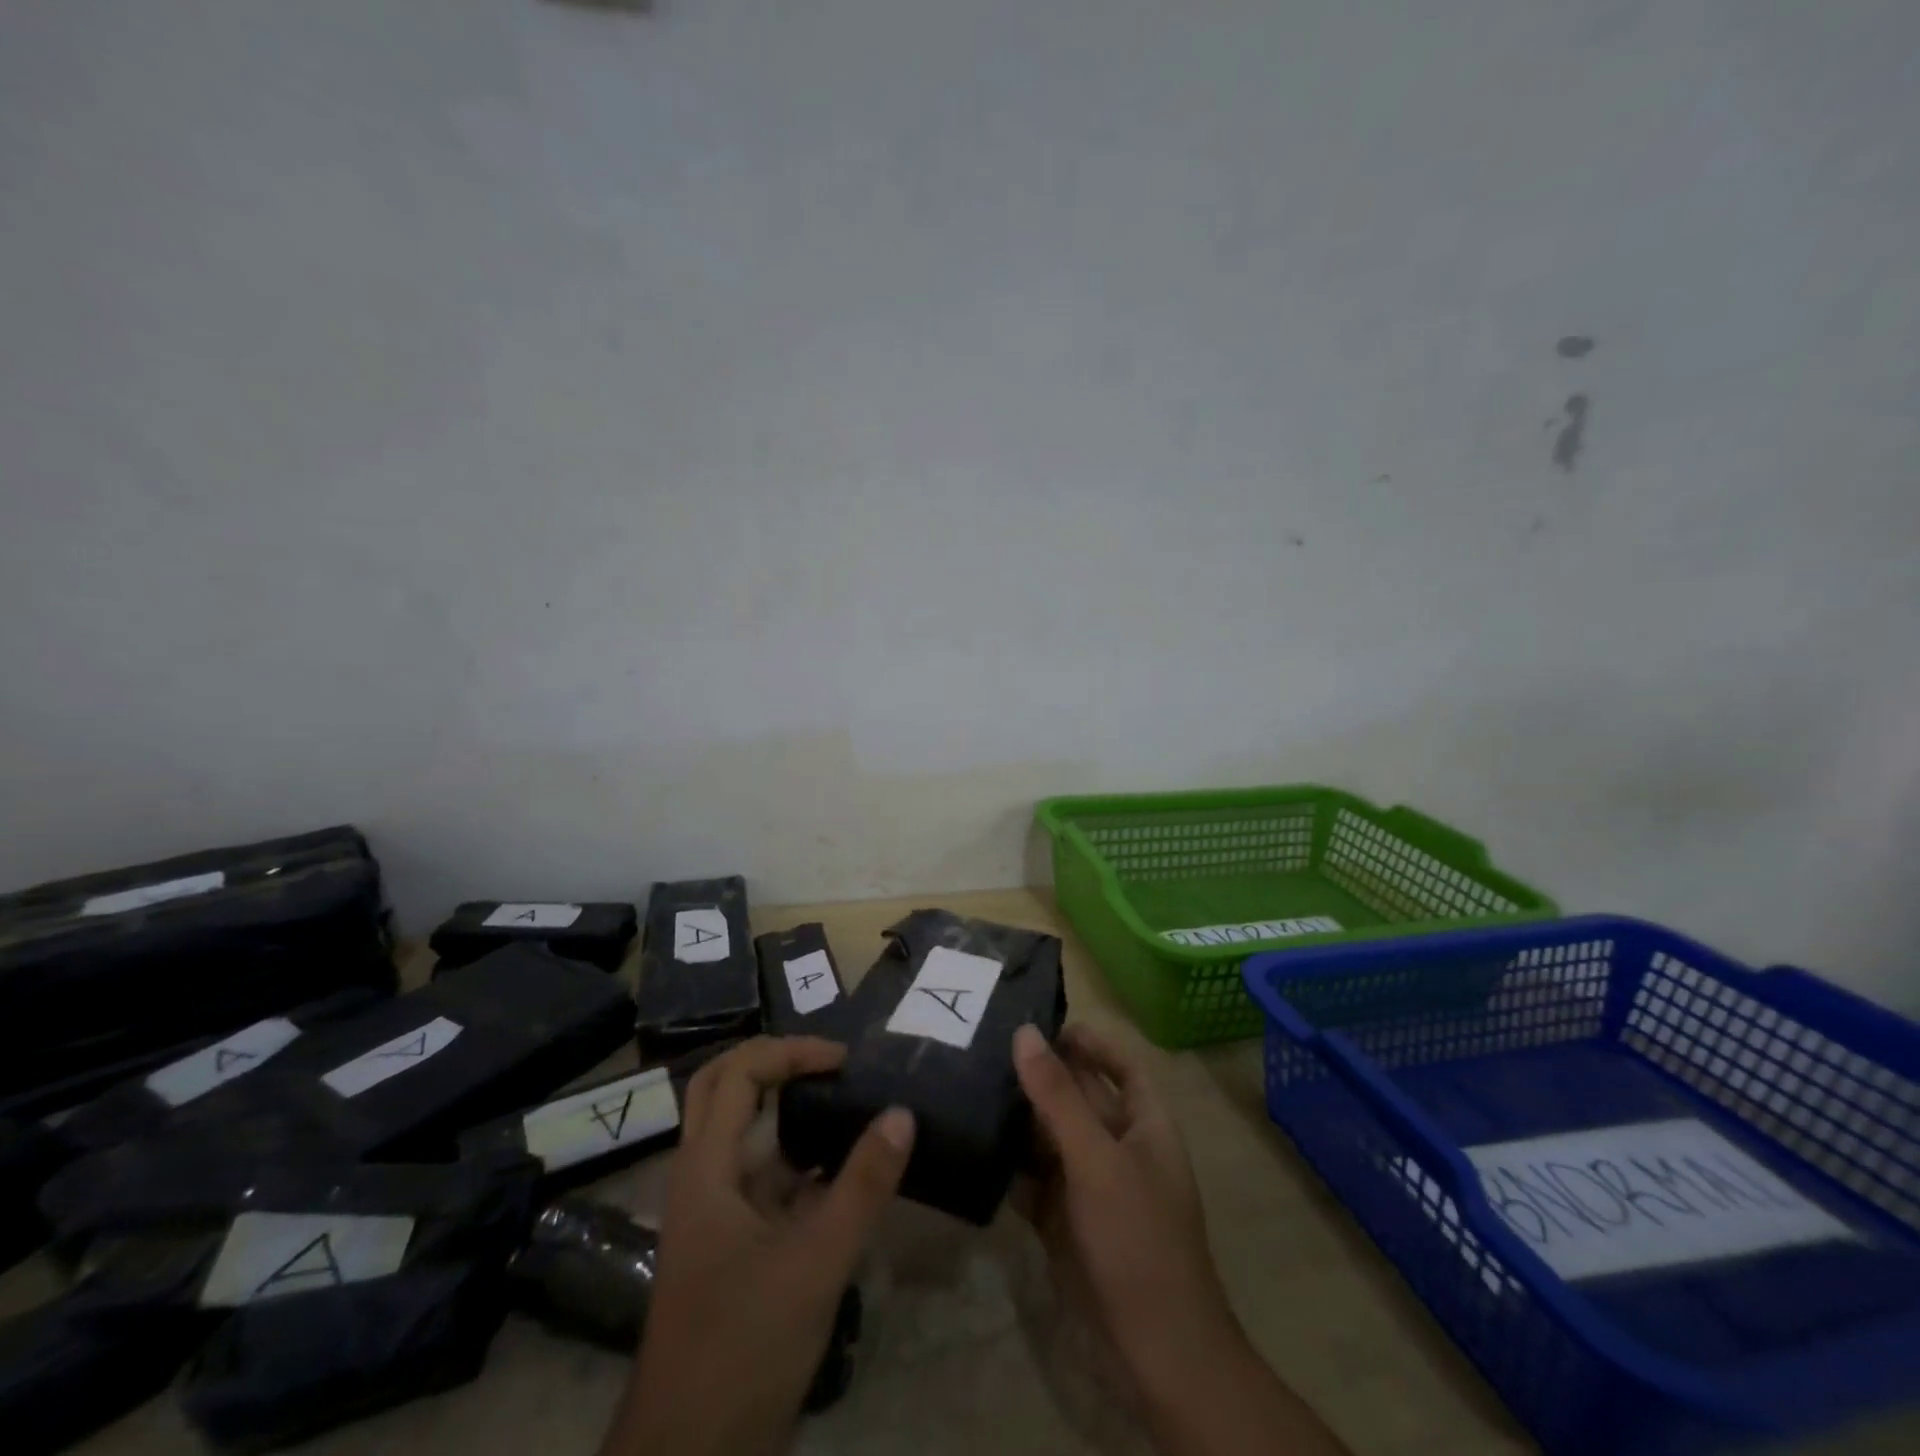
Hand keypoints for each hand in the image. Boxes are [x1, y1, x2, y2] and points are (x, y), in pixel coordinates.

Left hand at [603, 1037, 914, 1455]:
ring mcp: (717, 1211)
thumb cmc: (744, 1346)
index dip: (791, 1053)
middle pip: (725, 1088)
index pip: (740, 1074)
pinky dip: (802, 1158)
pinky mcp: (736, 1242)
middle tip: (830, 1060)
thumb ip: (863, 1186)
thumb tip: (903, 1111)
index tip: (843, 1060)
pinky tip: (846, 1164)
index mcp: (706, 1168)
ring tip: (844, 1094)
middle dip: (776, 1062)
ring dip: (788, 1106)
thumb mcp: (815, 1262)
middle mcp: (704, 1176)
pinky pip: (768, 1178)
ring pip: (745, 1132)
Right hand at [1013, 1023, 1349, 1455]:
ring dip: (1015, 1115)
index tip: (1040, 1021)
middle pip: (1076, 1094)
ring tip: (966, 1080)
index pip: (1119, 1063)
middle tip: (983, 1043)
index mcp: (1144, 1122)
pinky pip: (1029, 1175)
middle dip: (1039, 1072)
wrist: (1153, 1349)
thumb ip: (1058, 1095)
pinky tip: (970, 1139)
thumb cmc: (1138, 1237)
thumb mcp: (1097, 1158)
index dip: (1087, 1040)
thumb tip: (1025, 1032)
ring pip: (1048, 1133)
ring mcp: (1087, 1182)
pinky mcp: (1060, 1215)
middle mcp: (1116, 1144)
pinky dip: (1005, 1161)